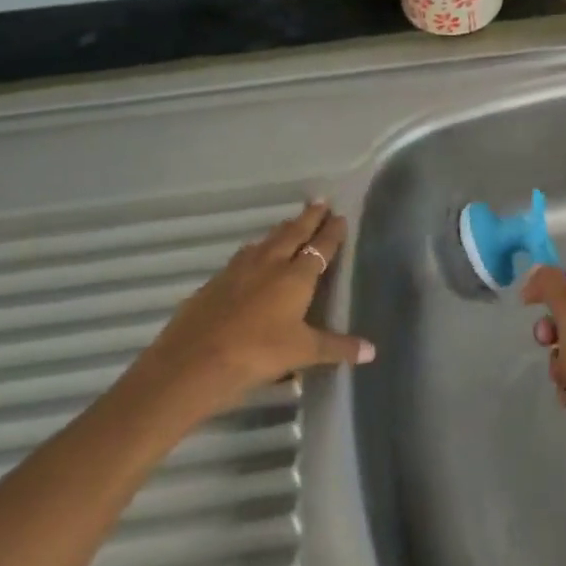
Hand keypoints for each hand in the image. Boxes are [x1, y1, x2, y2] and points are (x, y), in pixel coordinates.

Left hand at [126, 201, 373, 422]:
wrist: (193, 362)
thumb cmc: (258, 353)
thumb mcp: (303, 353)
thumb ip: (337, 347)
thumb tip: (372, 351)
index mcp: (296, 277)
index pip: (320, 247)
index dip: (331, 232)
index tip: (340, 216)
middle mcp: (269, 264)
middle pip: (293, 234)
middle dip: (308, 218)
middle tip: (319, 202)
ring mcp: (238, 270)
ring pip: (265, 241)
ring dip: (280, 231)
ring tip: (289, 224)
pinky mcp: (214, 282)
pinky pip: (242, 257)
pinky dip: (254, 251)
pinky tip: (251, 257)